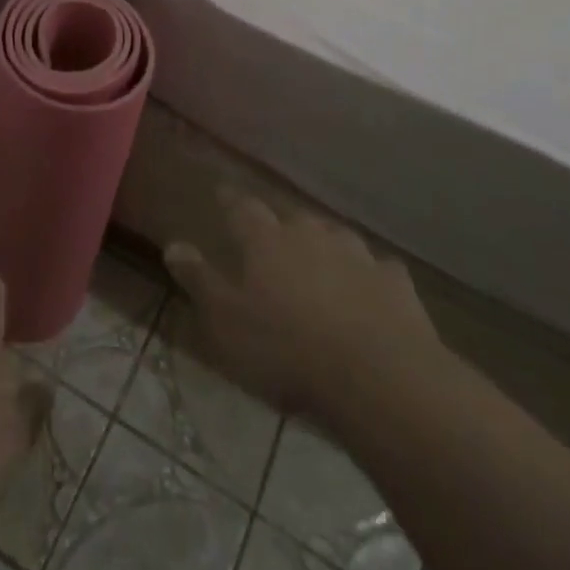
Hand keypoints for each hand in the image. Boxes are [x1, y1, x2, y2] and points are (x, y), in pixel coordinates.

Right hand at [164, 189, 441, 421]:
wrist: (379, 377)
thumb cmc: (287, 349)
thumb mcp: (227, 321)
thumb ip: (200, 280)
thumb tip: (173, 245)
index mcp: (265, 240)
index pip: (241, 207)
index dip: (230, 200)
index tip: (222, 192)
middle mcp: (310, 234)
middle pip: (290, 219)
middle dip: (280, 227)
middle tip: (272, 241)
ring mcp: (357, 254)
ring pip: (335, 238)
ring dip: (325, 247)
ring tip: (320, 263)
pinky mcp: (396, 282)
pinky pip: (378, 269)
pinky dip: (369, 276)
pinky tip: (370, 291)